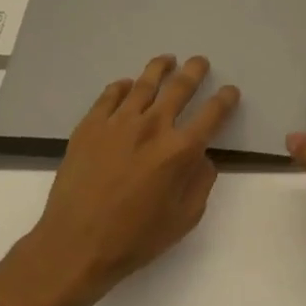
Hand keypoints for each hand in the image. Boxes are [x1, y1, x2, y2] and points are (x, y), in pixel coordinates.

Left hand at [20, 55, 239, 304]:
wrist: (75, 244)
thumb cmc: (135, 238)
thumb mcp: (185, 218)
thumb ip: (201, 183)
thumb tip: (202, 158)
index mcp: (181, 150)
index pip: (212, 114)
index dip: (225, 99)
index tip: (229, 91)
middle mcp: (153, 127)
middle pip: (180, 87)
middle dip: (194, 71)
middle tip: (200, 62)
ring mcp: (118, 123)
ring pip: (144, 83)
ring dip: (160, 68)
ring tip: (167, 60)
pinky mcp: (90, 126)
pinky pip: (110, 95)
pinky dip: (123, 86)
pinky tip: (127, 85)